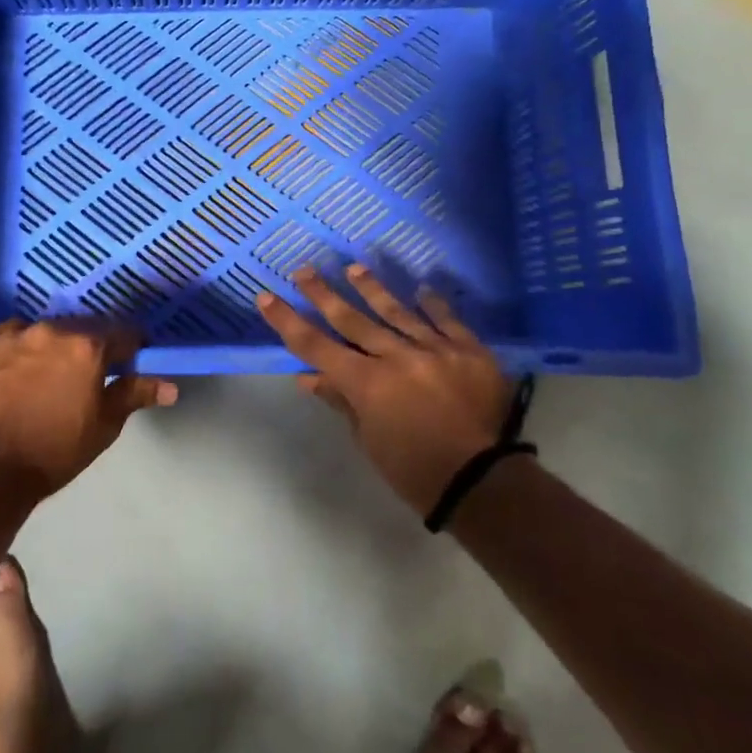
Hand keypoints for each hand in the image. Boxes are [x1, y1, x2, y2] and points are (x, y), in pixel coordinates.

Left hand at [0, 319, 176, 499]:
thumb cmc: (54, 452)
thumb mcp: (103, 426)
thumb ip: (134, 395)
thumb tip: (171, 386)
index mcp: (88, 346)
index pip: (123, 334)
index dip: (130, 348)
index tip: (129, 362)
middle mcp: (52, 329)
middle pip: (82, 328)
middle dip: (89, 346)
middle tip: (85, 374)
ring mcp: (13, 334)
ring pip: (44, 331)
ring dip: (52, 346)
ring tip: (46, 375)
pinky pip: (10, 338)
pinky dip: (18, 350)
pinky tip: (14, 374)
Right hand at [257, 265, 518, 513]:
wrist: (484, 483)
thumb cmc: (414, 470)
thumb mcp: (369, 440)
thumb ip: (341, 401)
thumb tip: (308, 377)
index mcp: (367, 383)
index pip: (316, 345)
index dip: (288, 321)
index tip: (267, 297)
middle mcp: (397, 357)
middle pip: (352, 319)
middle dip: (323, 294)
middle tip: (304, 270)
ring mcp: (435, 350)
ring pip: (397, 311)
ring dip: (372, 289)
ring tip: (353, 269)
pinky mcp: (469, 352)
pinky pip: (447, 321)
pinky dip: (433, 305)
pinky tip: (422, 290)